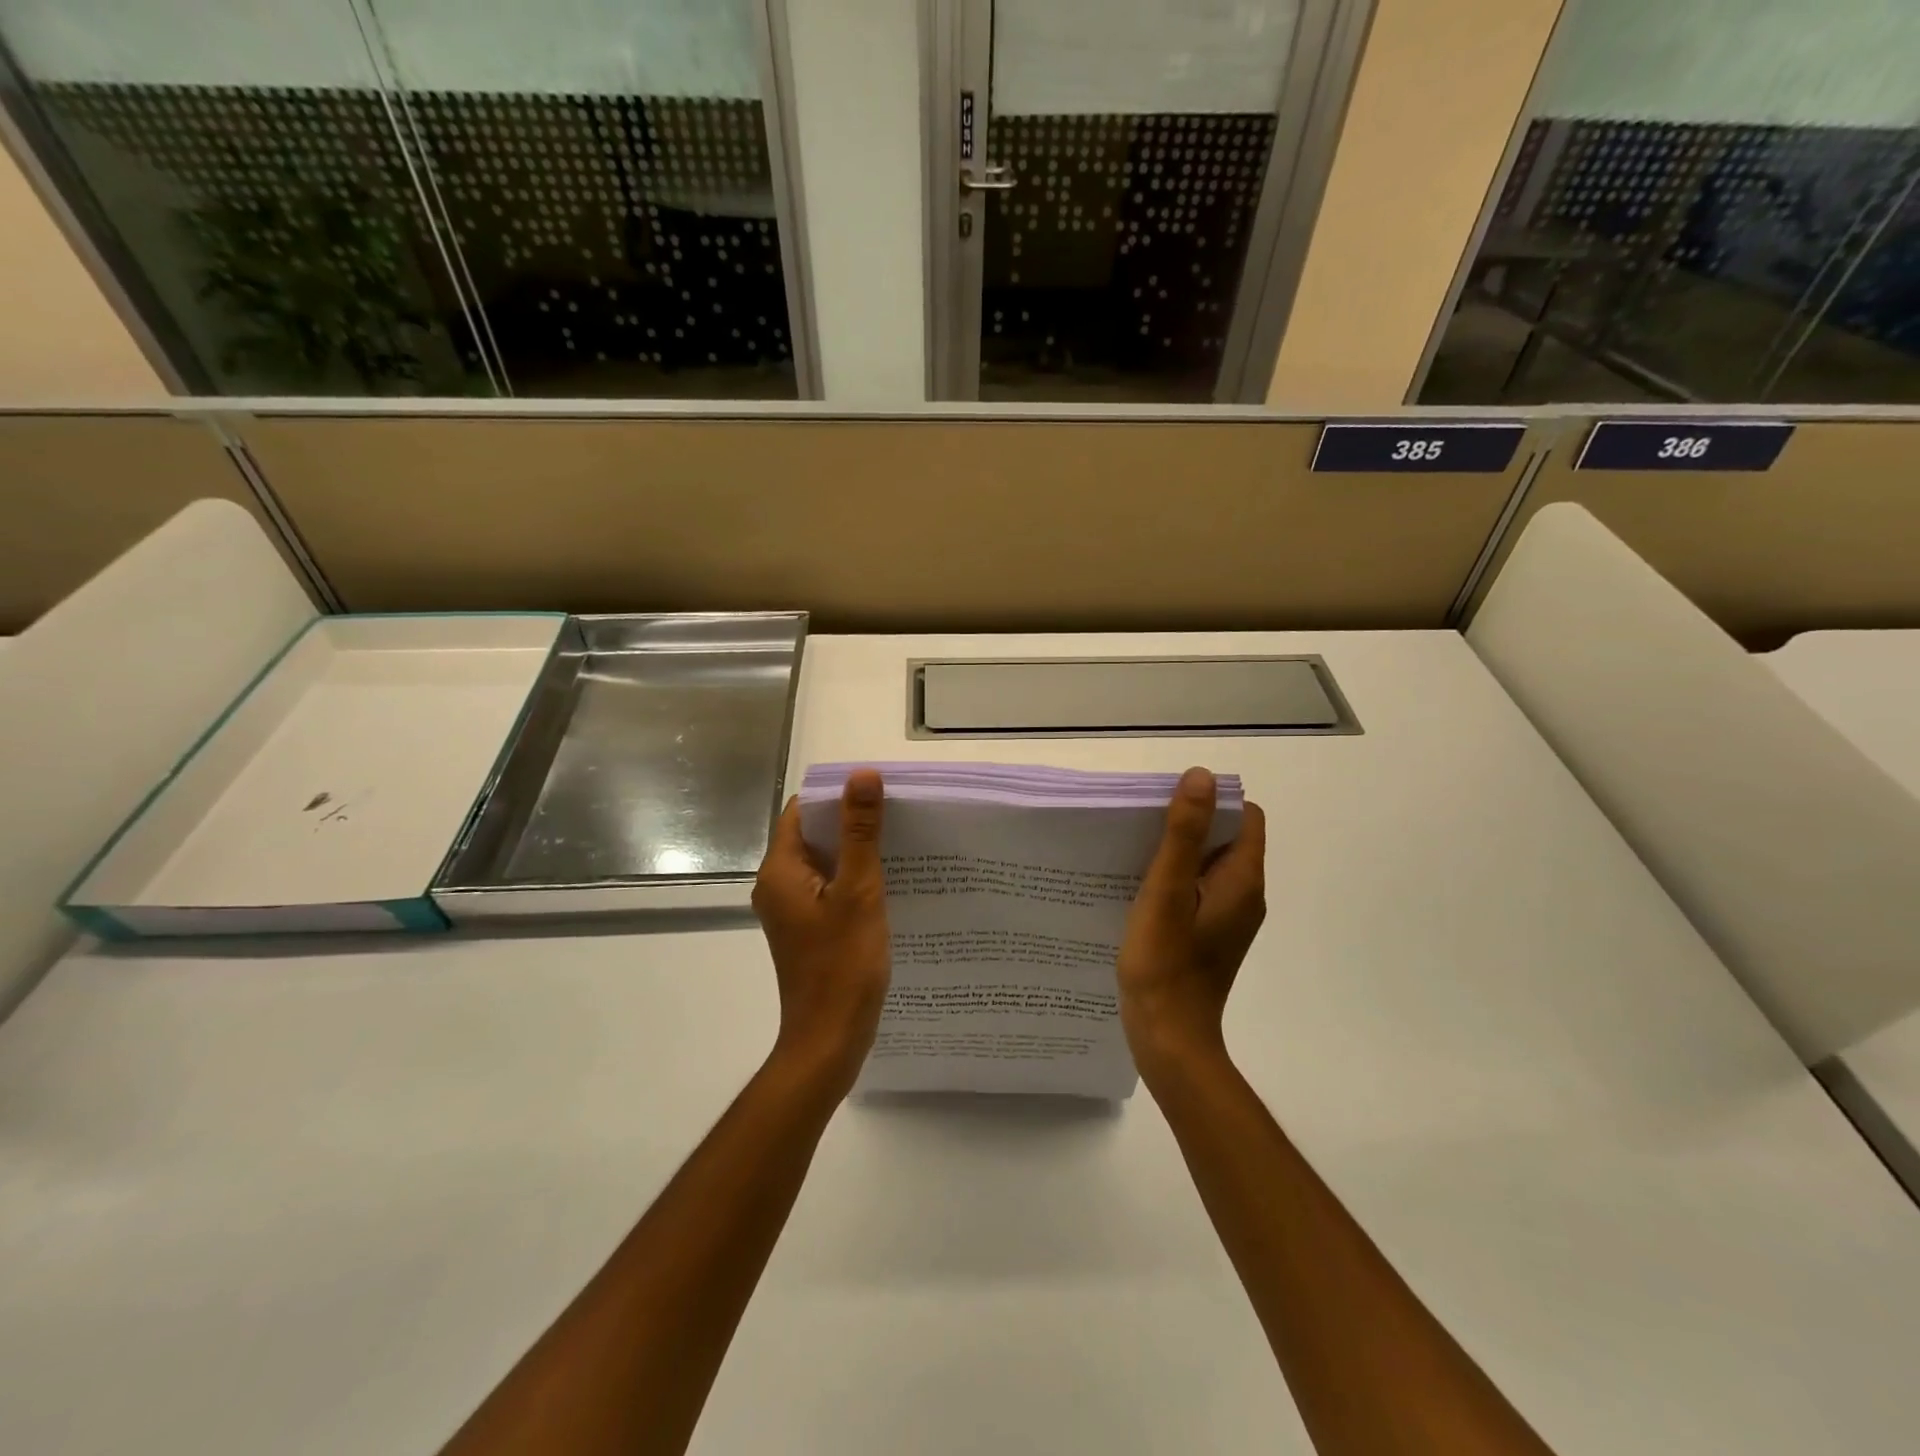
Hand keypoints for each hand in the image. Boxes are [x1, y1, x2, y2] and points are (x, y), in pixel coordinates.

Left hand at [752, 768, 891, 1094]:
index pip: (803, 810)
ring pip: (823, 862)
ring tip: (900, 842)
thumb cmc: (843, 965)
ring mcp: (791, 909)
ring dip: (855, 850)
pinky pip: (829, 887)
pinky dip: (853, 878)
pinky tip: (889, 881)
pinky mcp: (807, 928)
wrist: (830, 1039)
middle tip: (898, 814)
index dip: (837, 795)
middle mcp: (778, 884)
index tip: (879, 792)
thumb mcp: (858, 891)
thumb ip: (860, 832)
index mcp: (780, 870)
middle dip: (851, 821)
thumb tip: (862, 775)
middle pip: (813, 834)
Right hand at [1118, 767, 1266, 1078]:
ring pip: (1209, 866)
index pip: (1244, 816)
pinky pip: (1199, 891)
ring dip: (1179, 853)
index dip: (1211, 802)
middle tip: (1144, 829)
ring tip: (1135, 856)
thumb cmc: (1165, 963)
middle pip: (1226, 838)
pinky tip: (1141, 892)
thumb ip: (1184, 833)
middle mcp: (1245, 895)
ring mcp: (1229, 919)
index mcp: (1243, 879)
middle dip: (1190, 824)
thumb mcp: (1168, 890)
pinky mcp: (1211, 936)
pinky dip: (1176, 881)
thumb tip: (1201, 775)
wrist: (1169, 1038)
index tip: (1169, 806)